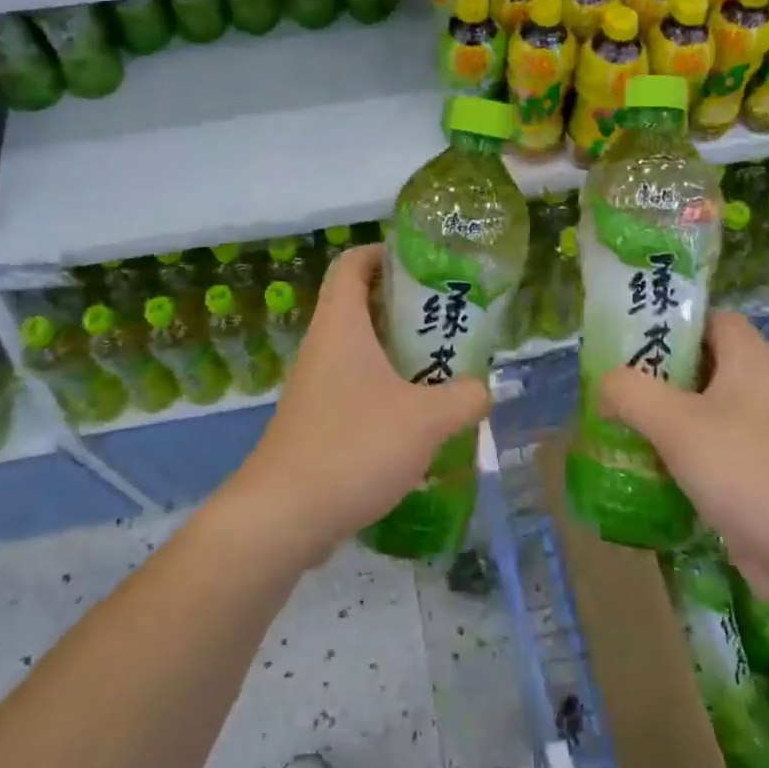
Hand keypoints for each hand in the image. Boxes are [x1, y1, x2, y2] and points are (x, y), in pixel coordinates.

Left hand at [223, 246, 491, 566]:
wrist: (283, 516)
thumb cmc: (353, 446)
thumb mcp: (425, 420)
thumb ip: (464, 398)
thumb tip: (485, 388)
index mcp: (341, 324)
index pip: (353, 262)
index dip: (384, 252)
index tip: (423, 264)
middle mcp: (323, 345)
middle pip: (359, 303)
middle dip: (403, 305)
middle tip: (447, 317)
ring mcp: (314, 384)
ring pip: (358, 349)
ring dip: (396, 351)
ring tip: (441, 365)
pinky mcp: (314, 419)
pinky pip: (353, 386)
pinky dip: (384, 388)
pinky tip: (415, 417)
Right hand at [599, 311, 768, 604]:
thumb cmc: (747, 471)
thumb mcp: (675, 423)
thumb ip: (630, 392)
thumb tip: (606, 386)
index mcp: (753, 361)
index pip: (714, 320)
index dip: (676, 322)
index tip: (634, 338)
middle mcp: (767, 391)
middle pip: (708, 365)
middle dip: (662, 374)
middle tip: (619, 385)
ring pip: (711, 412)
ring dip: (671, 419)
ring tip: (627, 427)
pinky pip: (721, 451)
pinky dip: (690, 456)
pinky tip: (657, 473)